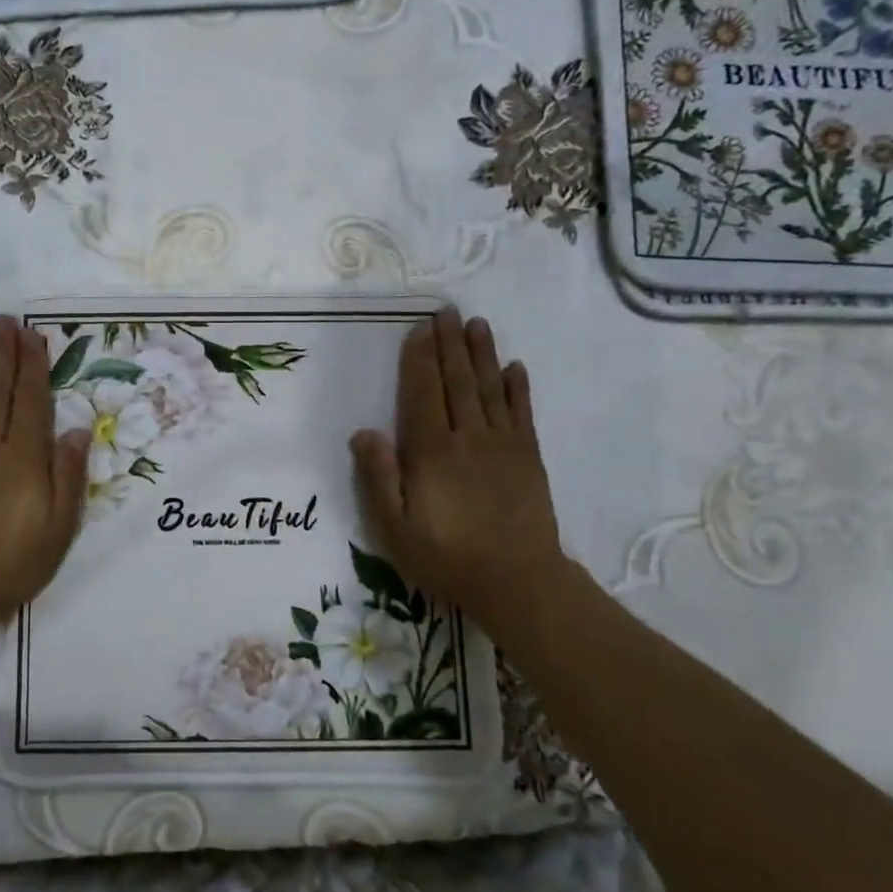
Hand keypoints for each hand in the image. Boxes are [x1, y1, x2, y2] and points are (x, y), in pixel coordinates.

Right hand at [350, 307, 566, 616]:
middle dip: (450, 343)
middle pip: (457, 381)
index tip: (419, 329)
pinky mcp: (529, 457)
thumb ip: (378, 477)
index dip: (420, 359)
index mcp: (431, 451)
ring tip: (477, 324)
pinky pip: (521, 413)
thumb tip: (363, 432)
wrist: (517, 581)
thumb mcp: (394, 527)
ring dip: (482, 354)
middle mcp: (468, 437)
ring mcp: (502, 445)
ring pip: (489, 388)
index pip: (423, 393)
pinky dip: (518, 388)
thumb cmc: (446, 556)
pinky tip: (515, 367)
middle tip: (447, 310)